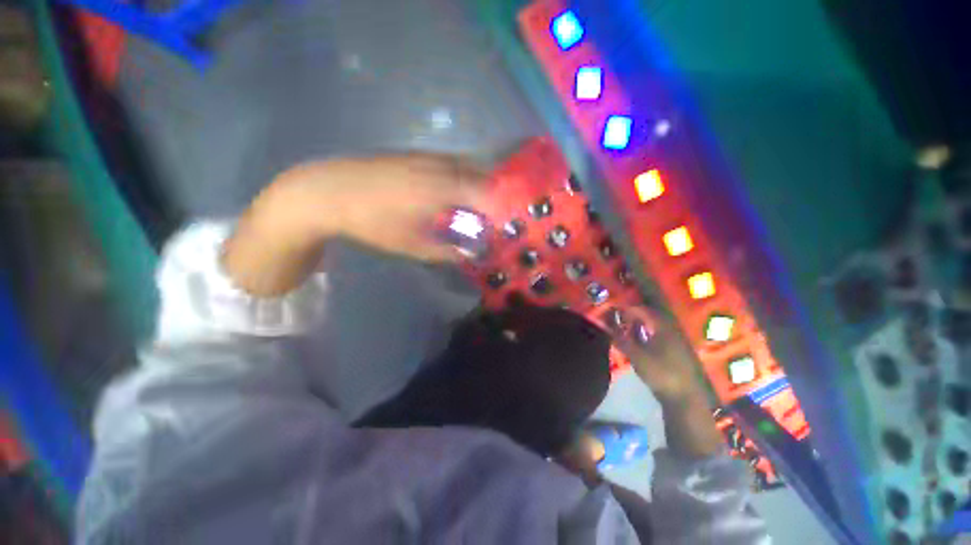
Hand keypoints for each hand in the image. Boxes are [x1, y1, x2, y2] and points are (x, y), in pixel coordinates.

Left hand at [258, 154, 487, 261]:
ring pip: (464, 164)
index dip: (500, 206)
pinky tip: (455, 188)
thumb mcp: (411, 245)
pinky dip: (461, 174)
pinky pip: (448, 161)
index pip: (485, 193)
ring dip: (478, 180)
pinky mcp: (413, 154)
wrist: (328, 190)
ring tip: (482, 201)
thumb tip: (467, 255)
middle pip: (479, 172)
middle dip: (494, 191)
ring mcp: (425, 156)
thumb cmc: (372, 222)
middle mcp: (439, 167)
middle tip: (498, 211)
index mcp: (441, 189)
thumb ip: (444, 251)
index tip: (506, 221)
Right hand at [616, 311, 722, 456]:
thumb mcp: (636, 356)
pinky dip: (645, 332)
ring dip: (638, 323)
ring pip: (653, 325)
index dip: (625, 308)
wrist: (684, 397)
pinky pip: (657, 334)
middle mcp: (670, 329)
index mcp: (662, 327)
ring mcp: (674, 340)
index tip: (612, 308)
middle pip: (649, 315)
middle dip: (632, 314)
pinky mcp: (675, 350)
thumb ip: (619, 338)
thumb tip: (604, 324)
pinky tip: (637, 339)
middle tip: (617, 315)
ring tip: (624, 326)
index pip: (641, 310)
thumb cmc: (660, 373)